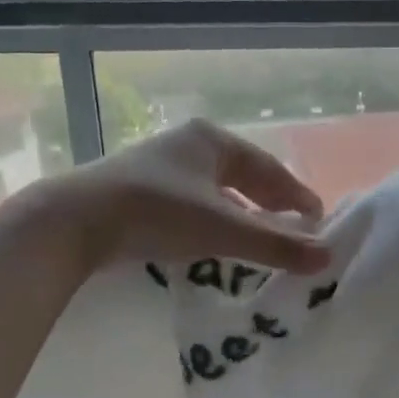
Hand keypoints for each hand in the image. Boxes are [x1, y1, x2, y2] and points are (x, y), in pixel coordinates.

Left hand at [52, 119, 330, 276]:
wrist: (71, 222)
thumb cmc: (156, 213)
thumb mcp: (222, 230)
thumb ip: (275, 245)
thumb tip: (327, 257)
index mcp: (212, 140)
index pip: (268, 168)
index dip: (296, 195)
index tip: (317, 221)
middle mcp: (187, 145)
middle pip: (243, 176)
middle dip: (271, 204)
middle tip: (295, 231)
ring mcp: (160, 166)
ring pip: (216, 191)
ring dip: (242, 214)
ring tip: (261, 239)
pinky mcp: (139, 190)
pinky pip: (192, 203)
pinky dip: (214, 221)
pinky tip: (216, 241)